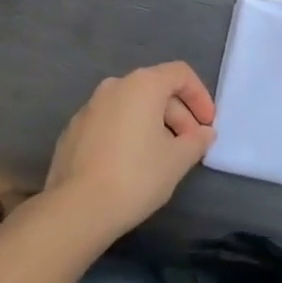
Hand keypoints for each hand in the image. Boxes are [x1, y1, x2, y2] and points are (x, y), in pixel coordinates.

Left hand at [42, 62, 216, 240]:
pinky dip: (127, 134)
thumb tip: (204, 133)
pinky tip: (130, 165)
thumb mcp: (177, 160)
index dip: (200, 96)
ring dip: (153, 124)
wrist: (77, 208)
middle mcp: (114, 86)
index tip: (207, 125)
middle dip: (178, 115)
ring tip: (162, 157)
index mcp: (142, 84)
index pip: (180, 74)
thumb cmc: (136, 176)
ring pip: (131, 106)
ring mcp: (89, 107)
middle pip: (156, 90)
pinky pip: (110, 122)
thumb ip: (196, 141)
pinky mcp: (73, 130)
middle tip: (190, 146)